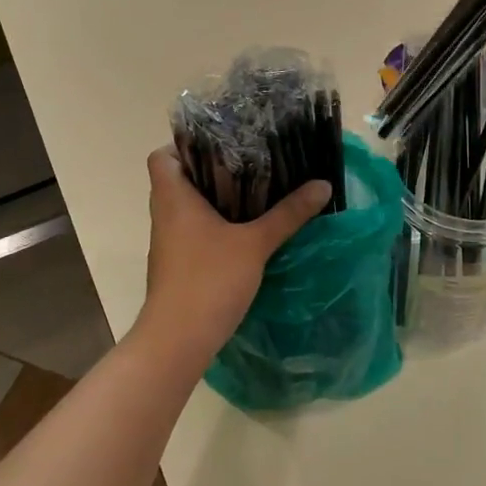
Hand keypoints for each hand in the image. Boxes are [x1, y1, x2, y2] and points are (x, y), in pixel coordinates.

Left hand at [139, 148, 332, 359]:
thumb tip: (323, 184)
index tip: (220, 145)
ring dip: (215, 198)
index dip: (184, 145)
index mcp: (173, 197)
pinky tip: (245, 229)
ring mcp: (169, 241)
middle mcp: (165, 214)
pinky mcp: (178, 264)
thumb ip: (288, 213)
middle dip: (212, 169)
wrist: (178, 340)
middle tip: (249, 162)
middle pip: (179, 178)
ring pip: (187, 206)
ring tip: (254, 190)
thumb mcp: (255, 243)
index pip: (163, 156)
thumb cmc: (209, 279)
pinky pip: (193, 230)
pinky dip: (214, 224)